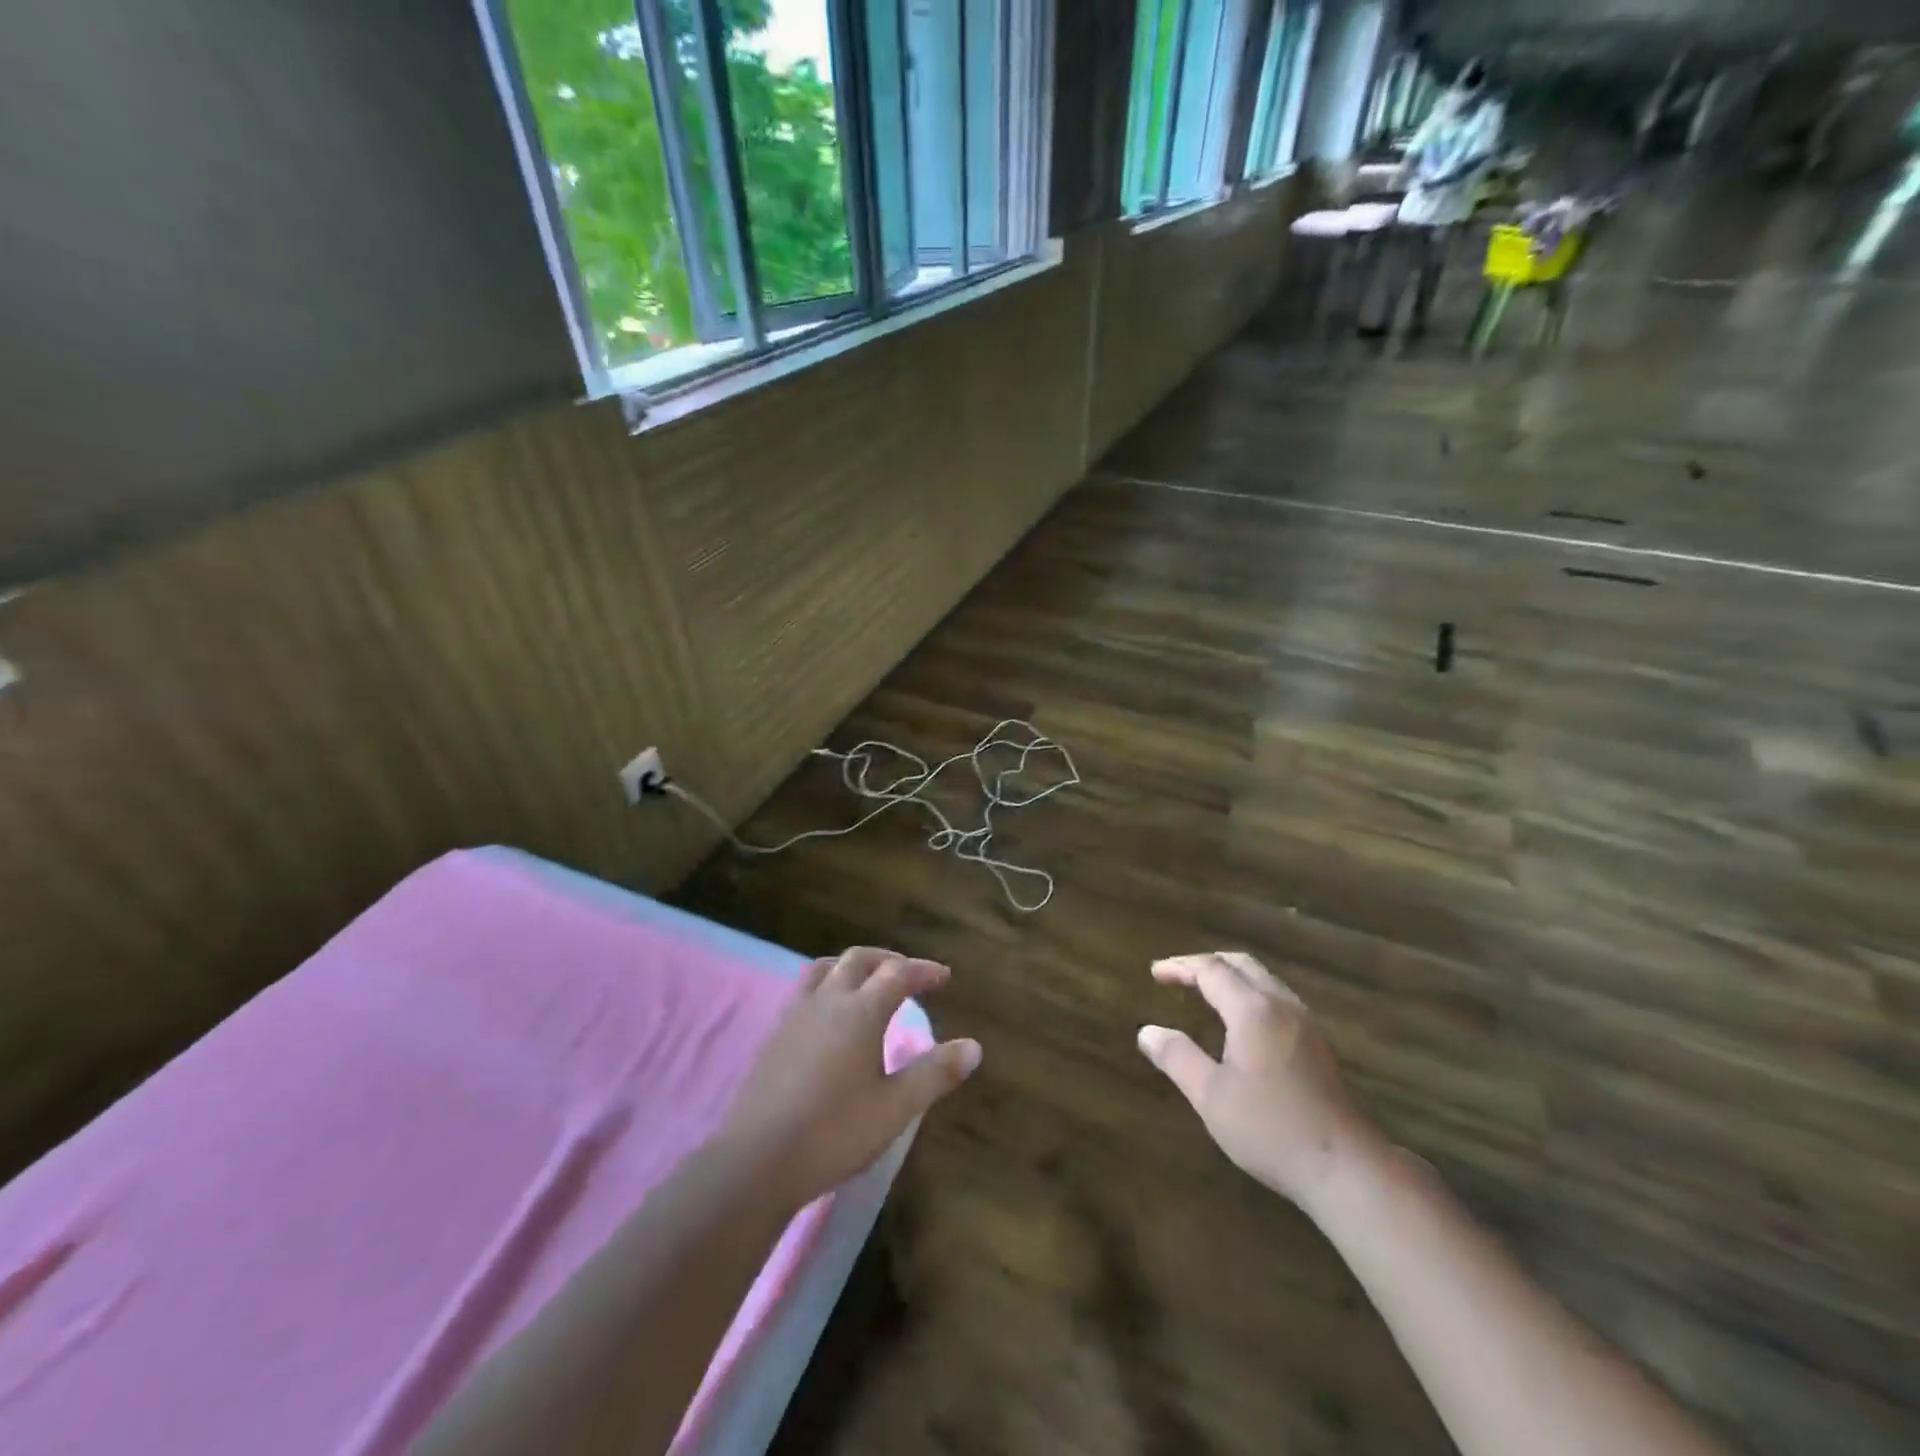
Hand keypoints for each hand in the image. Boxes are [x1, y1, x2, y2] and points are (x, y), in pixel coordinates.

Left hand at [721, 947, 980, 1207]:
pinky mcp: (774, 1034)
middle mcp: (827, 1001)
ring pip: (826, 968)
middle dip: (889, 960)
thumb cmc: (833, 1133)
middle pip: (860, 960)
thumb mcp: (895, 1109)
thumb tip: (974, 1046)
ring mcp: (795, 1014)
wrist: (756, 1160)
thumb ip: (935, 1074)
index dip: (923, 970)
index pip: (897, 973)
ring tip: (869, 982)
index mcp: (860, 1012)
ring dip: (854, 966)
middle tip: (910, 974)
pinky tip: (830, 1015)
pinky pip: (805, 989)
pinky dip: (828, 984)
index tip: (943, 977)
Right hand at [1138, 952, 1373, 1208]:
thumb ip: (1177, 1058)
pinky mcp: (1316, 1043)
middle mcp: (1280, 1005)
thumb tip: (1147, 1032)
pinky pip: (1276, 997)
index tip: (1155, 973)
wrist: (1344, 1168)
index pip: (1211, 970)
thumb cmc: (1270, 1128)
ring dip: (1230, 975)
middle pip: (1241, 964)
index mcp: (1252, 1010)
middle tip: (1177, 975)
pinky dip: (1249, 992)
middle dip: (1205, 963)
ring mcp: (1304, 1023)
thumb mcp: (1211, 1095)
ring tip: (1204, 990)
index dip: (1180, 966)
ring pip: (1263, 979)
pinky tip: (1241, 1018)